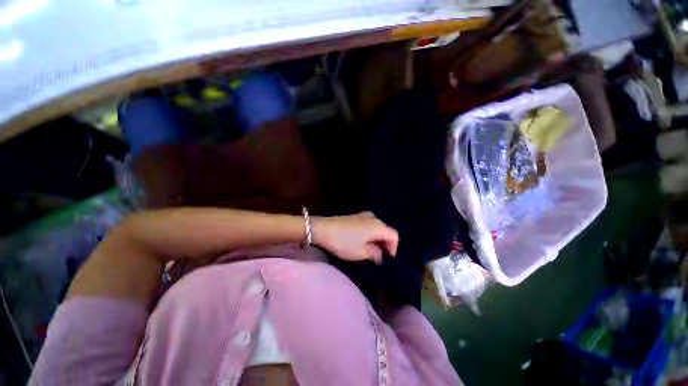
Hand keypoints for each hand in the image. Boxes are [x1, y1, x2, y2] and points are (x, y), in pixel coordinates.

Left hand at [312, 212, 398, 263]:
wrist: (321, 229)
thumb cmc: (343, 242)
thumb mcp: (361, 253)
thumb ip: (375, 254)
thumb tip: (380, 255)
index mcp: (379, 226)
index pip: (394, 236)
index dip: (394, 249)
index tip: (387, 260)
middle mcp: (374, 218)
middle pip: (386, 232)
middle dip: (385, 245)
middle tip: (380, 258)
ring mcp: (364, 216)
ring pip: (377, 229)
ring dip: (377, 241)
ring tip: (372, 253)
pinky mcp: (355, 217)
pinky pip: (369, 227)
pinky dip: (370, 236)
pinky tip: (363, 244)